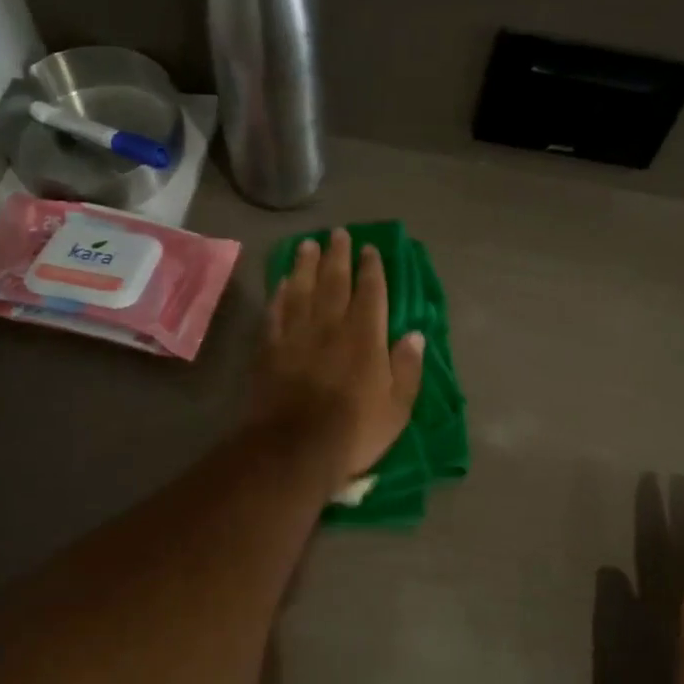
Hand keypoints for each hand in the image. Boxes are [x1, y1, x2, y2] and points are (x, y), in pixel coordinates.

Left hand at [252, 229, 425, 489]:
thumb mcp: (397, 407)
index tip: (370, 249)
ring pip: (301, 289)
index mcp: (365, 336)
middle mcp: (330, 326)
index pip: (370, 292)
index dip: (371, 268)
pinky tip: (281, 283)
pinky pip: (275, 312)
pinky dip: (279, 294)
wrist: (294, 450)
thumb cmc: (354, 431)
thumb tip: (415, 335)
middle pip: (334, 281)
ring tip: (308, 246)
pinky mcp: (269, 349)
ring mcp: (296, 335)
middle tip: (338, 234)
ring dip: (305, 265)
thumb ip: (407, 368)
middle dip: (338, 255)